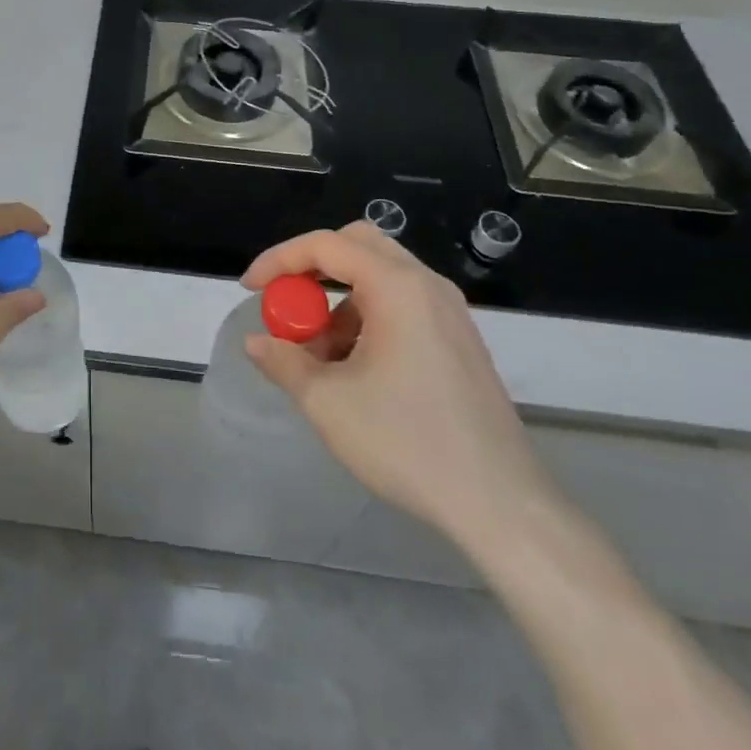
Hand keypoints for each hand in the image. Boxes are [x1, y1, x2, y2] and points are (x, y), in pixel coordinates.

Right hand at [242, 221, 563, 552]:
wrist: (500, 504)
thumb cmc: (407, 442)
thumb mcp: (328, 403)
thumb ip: (285, 362)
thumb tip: (256, 343)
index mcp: (397, 286)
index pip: (326, 245)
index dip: (279, 260)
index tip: (250, 290)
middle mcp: (426, 285)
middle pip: (357, 245)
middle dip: (313, 268)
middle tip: (288, 303)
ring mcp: (448, 311)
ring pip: (380, 277)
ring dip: (339, 299)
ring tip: (318, 355)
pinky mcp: (458, 339)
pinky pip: (401, 304)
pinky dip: (367, 318)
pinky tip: (354, 369)